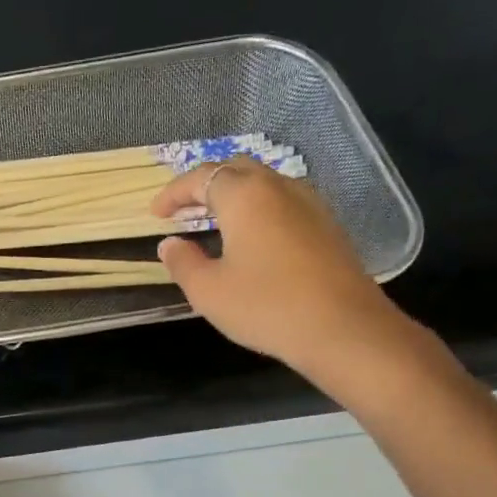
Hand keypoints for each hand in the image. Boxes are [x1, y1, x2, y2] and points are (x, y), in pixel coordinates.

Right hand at [152, 158, 409, 378]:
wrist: (341, 327)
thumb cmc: (265, 306)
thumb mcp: (208, 291)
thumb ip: (183, 262)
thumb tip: (170, 244)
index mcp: (244, 196)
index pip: (201, 177)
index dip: (174, 193)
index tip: (155, 214)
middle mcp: (278, 186)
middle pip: (235, 170)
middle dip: (204, 186)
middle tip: (183, 212)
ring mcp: (309, 202)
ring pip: (263, 184)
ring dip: (233, 197)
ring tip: (213, 224)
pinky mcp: (326, 224)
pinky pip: (282, 202)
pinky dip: (257, 210)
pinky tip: (250, 239)